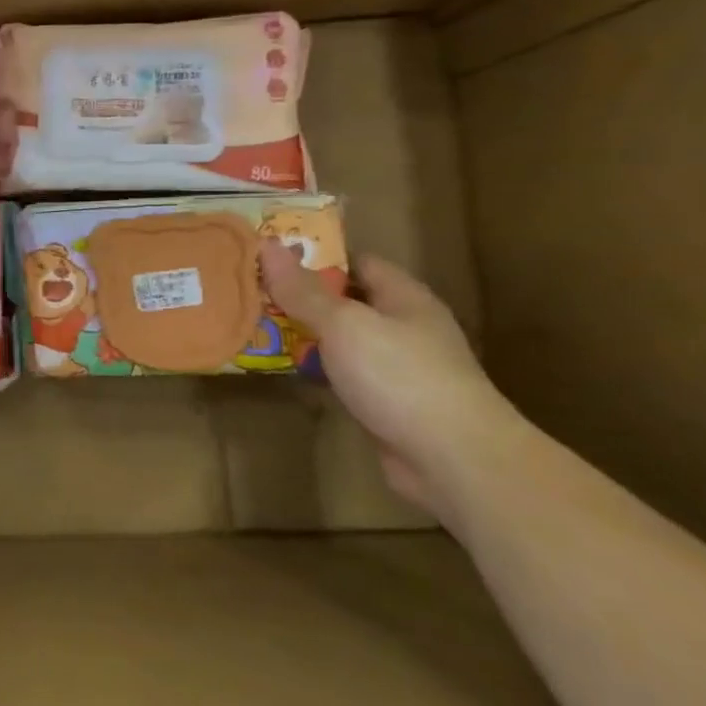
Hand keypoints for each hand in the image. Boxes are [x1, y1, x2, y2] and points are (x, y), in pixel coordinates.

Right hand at [259, 240, 526, 520]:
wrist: (454, 460)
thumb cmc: (400, 376)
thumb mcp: (344, 324)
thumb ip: (303, 290)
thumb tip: (267, 245)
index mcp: (403, 297)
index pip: (356, 262)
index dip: (315, 256)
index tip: (271, 256)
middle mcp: (403, 327)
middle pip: (346, 301)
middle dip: (301, 296)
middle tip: (251, 291)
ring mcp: (397, 368)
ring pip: (341, 340)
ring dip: (305, 335)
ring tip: (255, 325)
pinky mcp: (386, 404)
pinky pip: (342, 375)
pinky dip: (315, 370)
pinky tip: (283, 369)